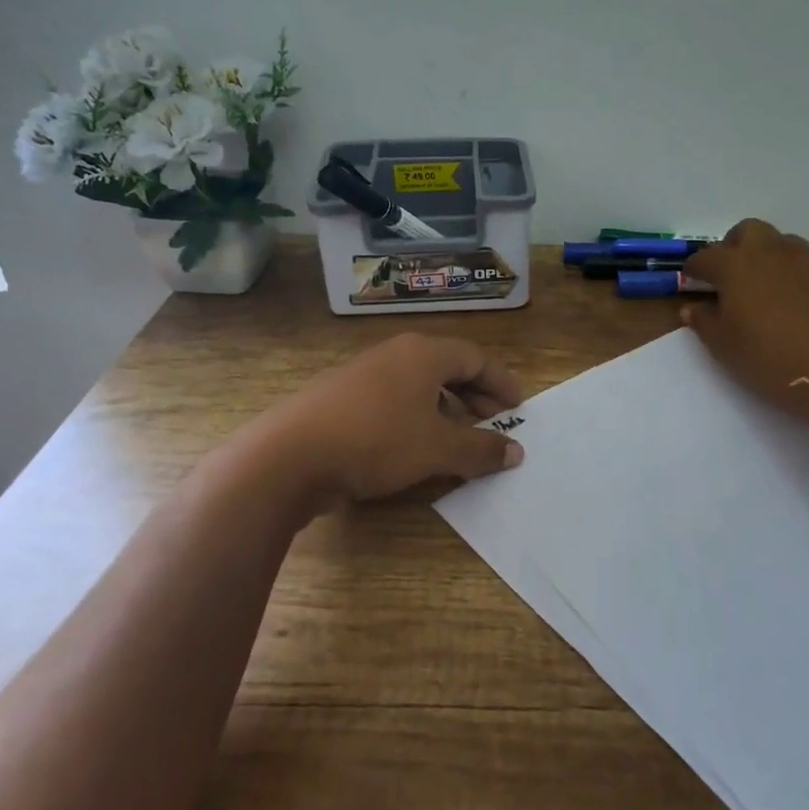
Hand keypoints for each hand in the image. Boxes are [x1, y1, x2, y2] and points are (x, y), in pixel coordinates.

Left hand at [255, 333, 526, 508]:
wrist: (290, 456)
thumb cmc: (377, 440)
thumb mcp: (437, 448)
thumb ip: (480, 449)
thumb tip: (515, 451)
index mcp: (423, 353)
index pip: (475, 358)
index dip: (501, 382)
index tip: (518, 407)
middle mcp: (395, 354)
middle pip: (448, 368)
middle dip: (475, 396)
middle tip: (494, 423)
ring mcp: (364, 374)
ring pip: (419, 386)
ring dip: (446, 410)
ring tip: (459, 440)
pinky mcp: (342, 398)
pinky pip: (394, 400)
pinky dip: (416, 418)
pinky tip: (415, 447)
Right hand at [682, 220, 808, 421]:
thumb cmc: (765, 355)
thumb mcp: (723, 344)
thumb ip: (704, 321)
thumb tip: (693, 308)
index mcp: (733, 264)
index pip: (705, 258)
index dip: (694, 270)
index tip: (691, 282)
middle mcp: (766, 252)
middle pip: (745, 232)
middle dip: (732, 246)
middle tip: (727, 274)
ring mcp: (801, 260)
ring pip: (777, 242)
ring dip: (763, 254)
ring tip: (758, 283)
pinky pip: (799, 262)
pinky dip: (787, 272)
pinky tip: (786, 297)